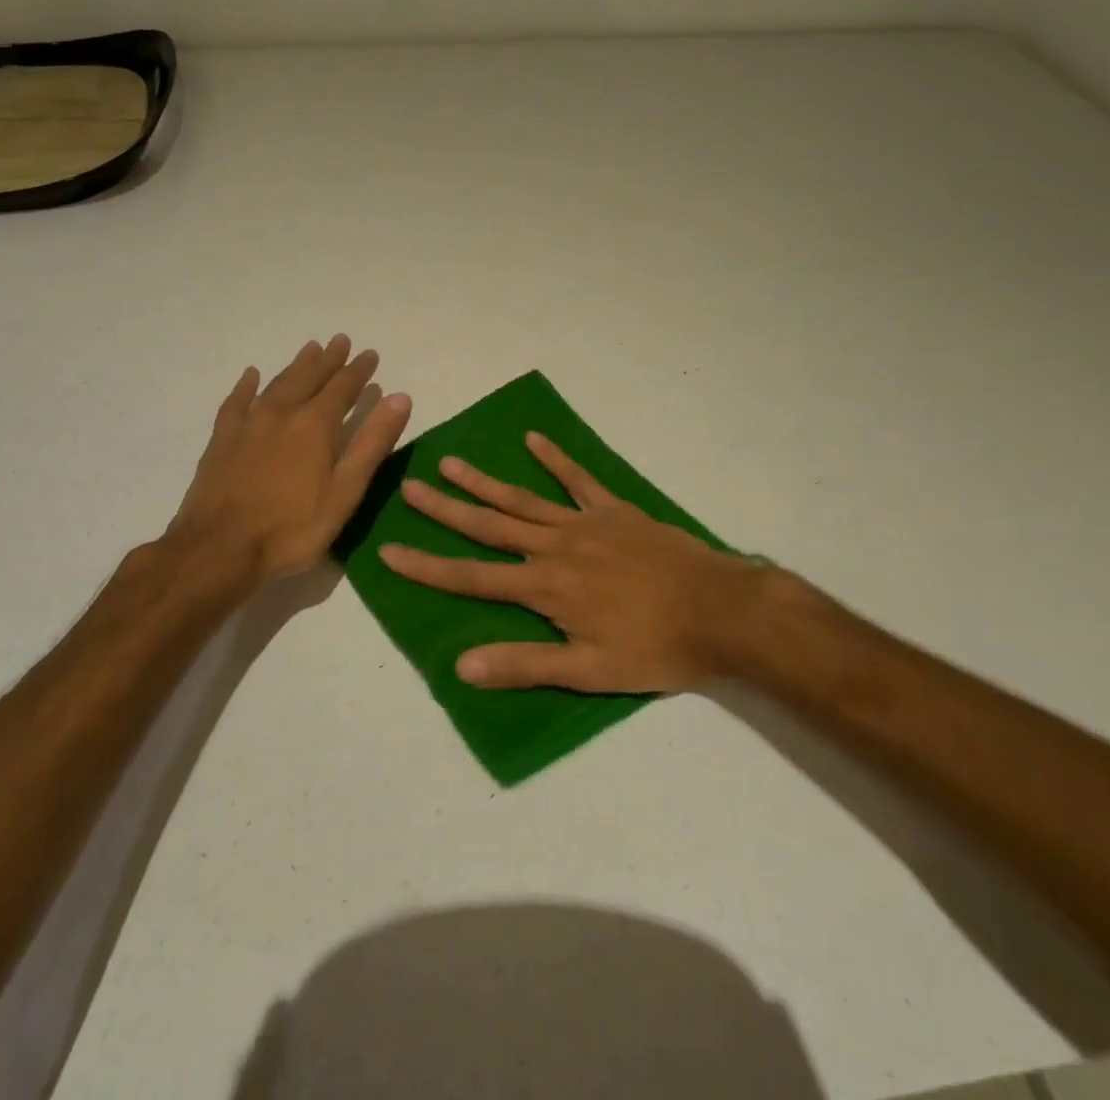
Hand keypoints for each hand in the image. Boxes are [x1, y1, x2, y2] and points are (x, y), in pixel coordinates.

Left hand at [169, 335, 411, 583]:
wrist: (219, 550)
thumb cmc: (292, 528)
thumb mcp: (346, 491)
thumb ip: (372, 442)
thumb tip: (400, 397)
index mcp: (315, 425)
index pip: (343, 387)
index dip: (358, 370)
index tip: (370, 354)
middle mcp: (282, 414)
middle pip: (309, 378)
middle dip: (328, 359)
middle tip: (340, 340)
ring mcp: (248, 425)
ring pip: (276, 384)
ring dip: (296, 366)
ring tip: (309, 349)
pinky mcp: (222, 440)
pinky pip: (236, 402)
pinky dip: (247, 386)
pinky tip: (252, 375)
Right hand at [379, 433, 771, 691]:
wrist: (720, 610)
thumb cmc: (655, 647)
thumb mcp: (589, 671)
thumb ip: (526, 665)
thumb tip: (461, 666)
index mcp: (545, 587)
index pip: (472, 577)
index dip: (427, 566)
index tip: (390, 550)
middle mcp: (555, 547)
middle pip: (489, 525)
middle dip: (446, 509)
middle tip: (409, 487)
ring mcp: (584, 522)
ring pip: (522, 498)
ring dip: (484, 481)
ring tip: (450, 461)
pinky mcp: (614, 509)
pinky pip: (578, 478)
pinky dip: (555, 458)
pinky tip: (534, 438)